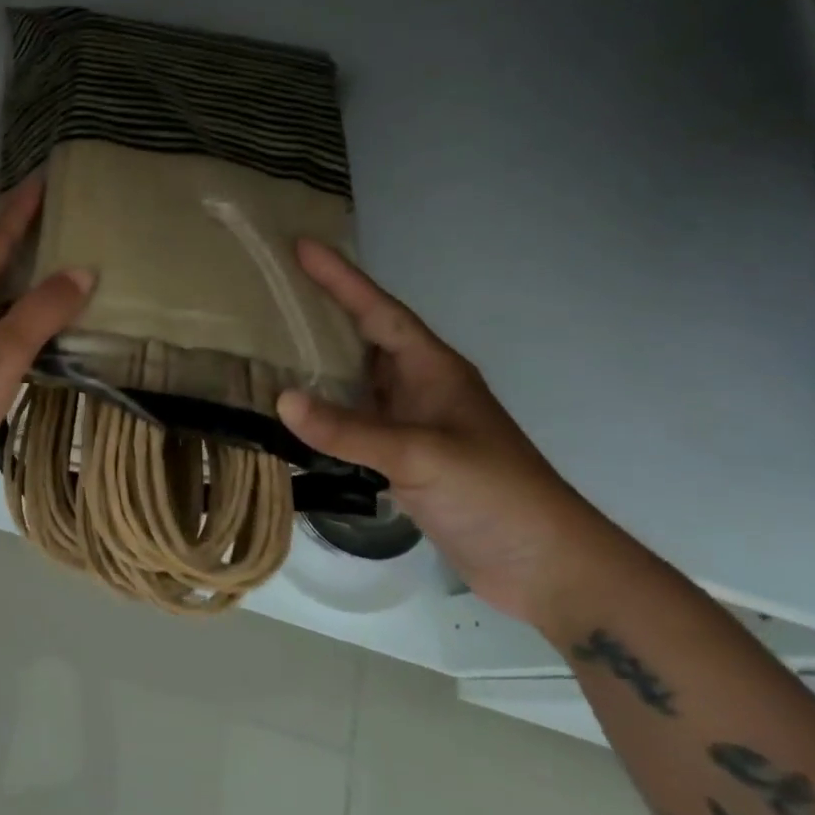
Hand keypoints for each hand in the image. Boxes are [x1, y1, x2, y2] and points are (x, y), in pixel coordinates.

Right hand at [276, 238, 623, 629]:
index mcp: (433, 370)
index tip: (301, 246)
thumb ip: (351, 430)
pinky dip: (322, 412)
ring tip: (266, 342)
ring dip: (316, 362)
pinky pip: (352, 421)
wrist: (548, 568)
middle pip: (363, 337)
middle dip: (322, 311)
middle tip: (272, 288)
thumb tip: (281, 400)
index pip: (379, 311)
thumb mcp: (423, 455)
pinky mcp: (402, 459)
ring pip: (355, 380)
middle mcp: (419, 388)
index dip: (341, 278)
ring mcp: (410, 424)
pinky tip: (290, 411)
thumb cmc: (497, 494)